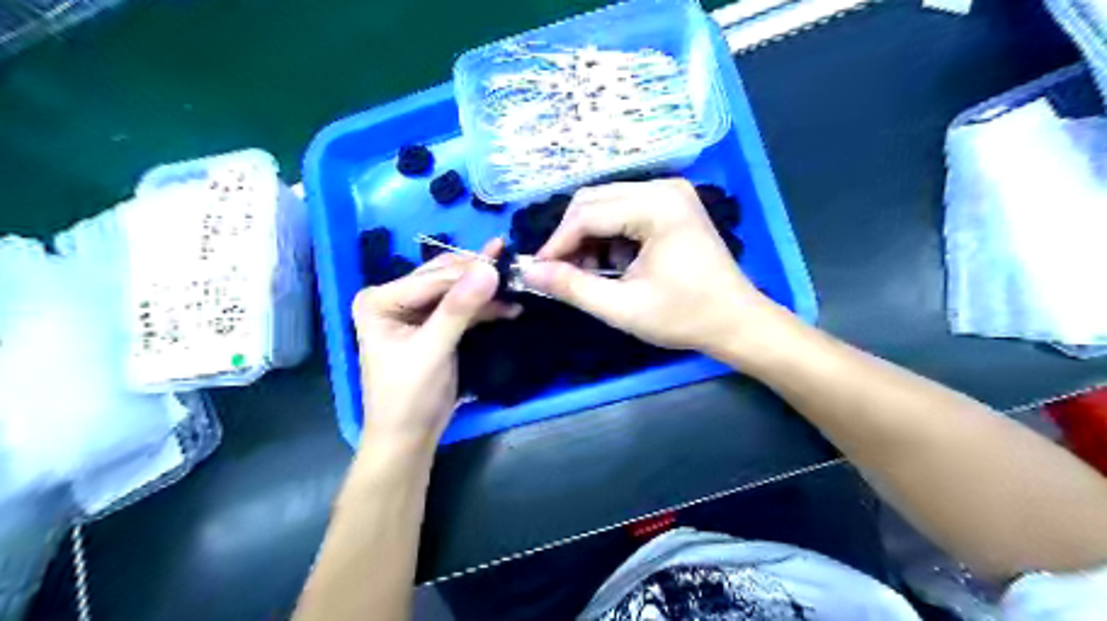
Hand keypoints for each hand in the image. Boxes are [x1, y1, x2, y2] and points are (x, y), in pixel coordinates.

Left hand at [351, 240, 521, 448]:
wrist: (409, 437)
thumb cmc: (409, 396)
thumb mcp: (432, 350)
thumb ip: (459, 309)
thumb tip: (490, 270)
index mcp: (380, 300)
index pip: (432, 278)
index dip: (470, 271)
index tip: (507, 264)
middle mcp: (395, 297)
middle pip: (444, 278)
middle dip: (479, 275)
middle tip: (514, 267)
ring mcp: (415, 311)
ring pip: (456, 290)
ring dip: (486, 291)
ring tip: (517, 285)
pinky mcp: (434, 325)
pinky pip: (462, 307)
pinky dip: (485, 308)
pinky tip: (509, 306)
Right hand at [525, 178, 781, 356]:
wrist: (736, 321)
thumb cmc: (684, 316)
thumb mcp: (623, 307)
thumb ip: (572, 287)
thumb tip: (528, 272)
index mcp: (657, 206)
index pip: (587, 214)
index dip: (556, 244)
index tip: (537, 272)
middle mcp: (663, 187)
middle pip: (593, 201)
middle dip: (571, 238)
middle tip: (561, 274)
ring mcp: (670, 193)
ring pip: (606, 204)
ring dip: (589, 237)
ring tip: (589, 273)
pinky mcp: (672, 205)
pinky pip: (624, 210)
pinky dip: (609, 236)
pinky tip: (613, 264)